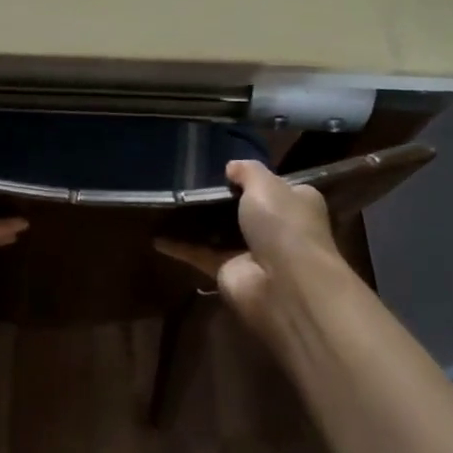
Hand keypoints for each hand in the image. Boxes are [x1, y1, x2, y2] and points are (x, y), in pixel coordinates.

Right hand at [157, 160, 345, 340]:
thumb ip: (247, 171)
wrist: (283, 284)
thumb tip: (232, 167)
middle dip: (222, 200)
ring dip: (199, 223)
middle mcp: (278, 229)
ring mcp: (252, 253)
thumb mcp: (266, 184)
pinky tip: (156, 237)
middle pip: (246, 210)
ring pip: (221, 233)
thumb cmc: (283, 224)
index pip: (277, 187)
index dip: (255, 178)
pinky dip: (180, 246)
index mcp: (296, 204)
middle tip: (192, 183)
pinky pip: (200, 254)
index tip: (228, 169)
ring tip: (170, 203)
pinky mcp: (229, 272)